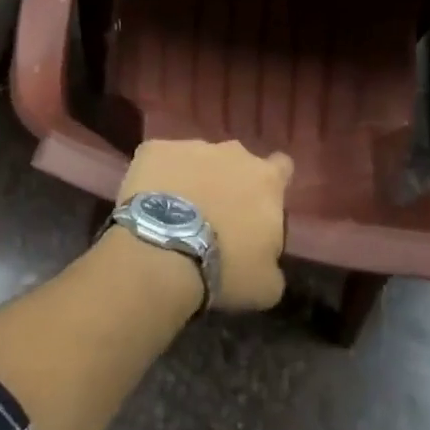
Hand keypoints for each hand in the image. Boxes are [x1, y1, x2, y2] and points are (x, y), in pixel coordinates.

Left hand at [116, 139, 290, 311]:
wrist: (163, 253)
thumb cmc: (224, 268)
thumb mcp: (266, 283)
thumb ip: (272, 260)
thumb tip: (265, 257)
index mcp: (266, 180)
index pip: (281, 168)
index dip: (272, 184)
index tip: (260, 203)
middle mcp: (233, 153)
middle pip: (236, 162)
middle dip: (228, 182)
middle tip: (214, 215)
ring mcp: (191, 146)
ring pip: (196, 159)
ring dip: (192, 179)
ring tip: (175, 213)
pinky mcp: (154, 149)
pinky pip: (159, 159)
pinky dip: (157, 176)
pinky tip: (148, 202)